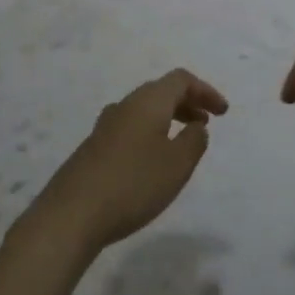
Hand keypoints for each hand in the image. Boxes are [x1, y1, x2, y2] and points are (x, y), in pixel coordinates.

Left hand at [29, 69, 228, 251]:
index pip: (181, 80)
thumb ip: (194, 141)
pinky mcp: (93, 147)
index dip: (205, 91)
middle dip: (187, 102)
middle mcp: (126, 105)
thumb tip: (197, 126)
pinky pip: (130, 127)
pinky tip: (151, 159)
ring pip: (144, 109)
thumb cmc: (133, 184)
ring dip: (168, 118)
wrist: (71, 215)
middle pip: (161, 91)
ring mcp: (105, 125)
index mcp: (148, 101)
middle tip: (206, 122)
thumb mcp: (177, 165)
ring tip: (182, 141)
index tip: (222, 111)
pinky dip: (150, 132)